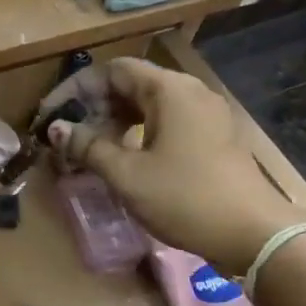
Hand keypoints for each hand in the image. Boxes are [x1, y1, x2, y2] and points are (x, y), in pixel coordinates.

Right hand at [42, 57, 295, 276]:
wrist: (253, 234)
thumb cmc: (184, 198)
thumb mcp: (126, 174)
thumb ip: (88, 146)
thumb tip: (56, 128)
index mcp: (169, 90)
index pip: (113, 70)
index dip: (75, 89)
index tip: (51, 117)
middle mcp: (190, 92)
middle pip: (130, 84)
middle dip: (93, 107)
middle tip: (67, 138)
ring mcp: (205, 114)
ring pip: (147, 104)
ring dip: (113, 121)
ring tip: (89, 151)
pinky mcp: (212, 136)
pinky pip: (165, 121)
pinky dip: (137, 132)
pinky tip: (122, 159)